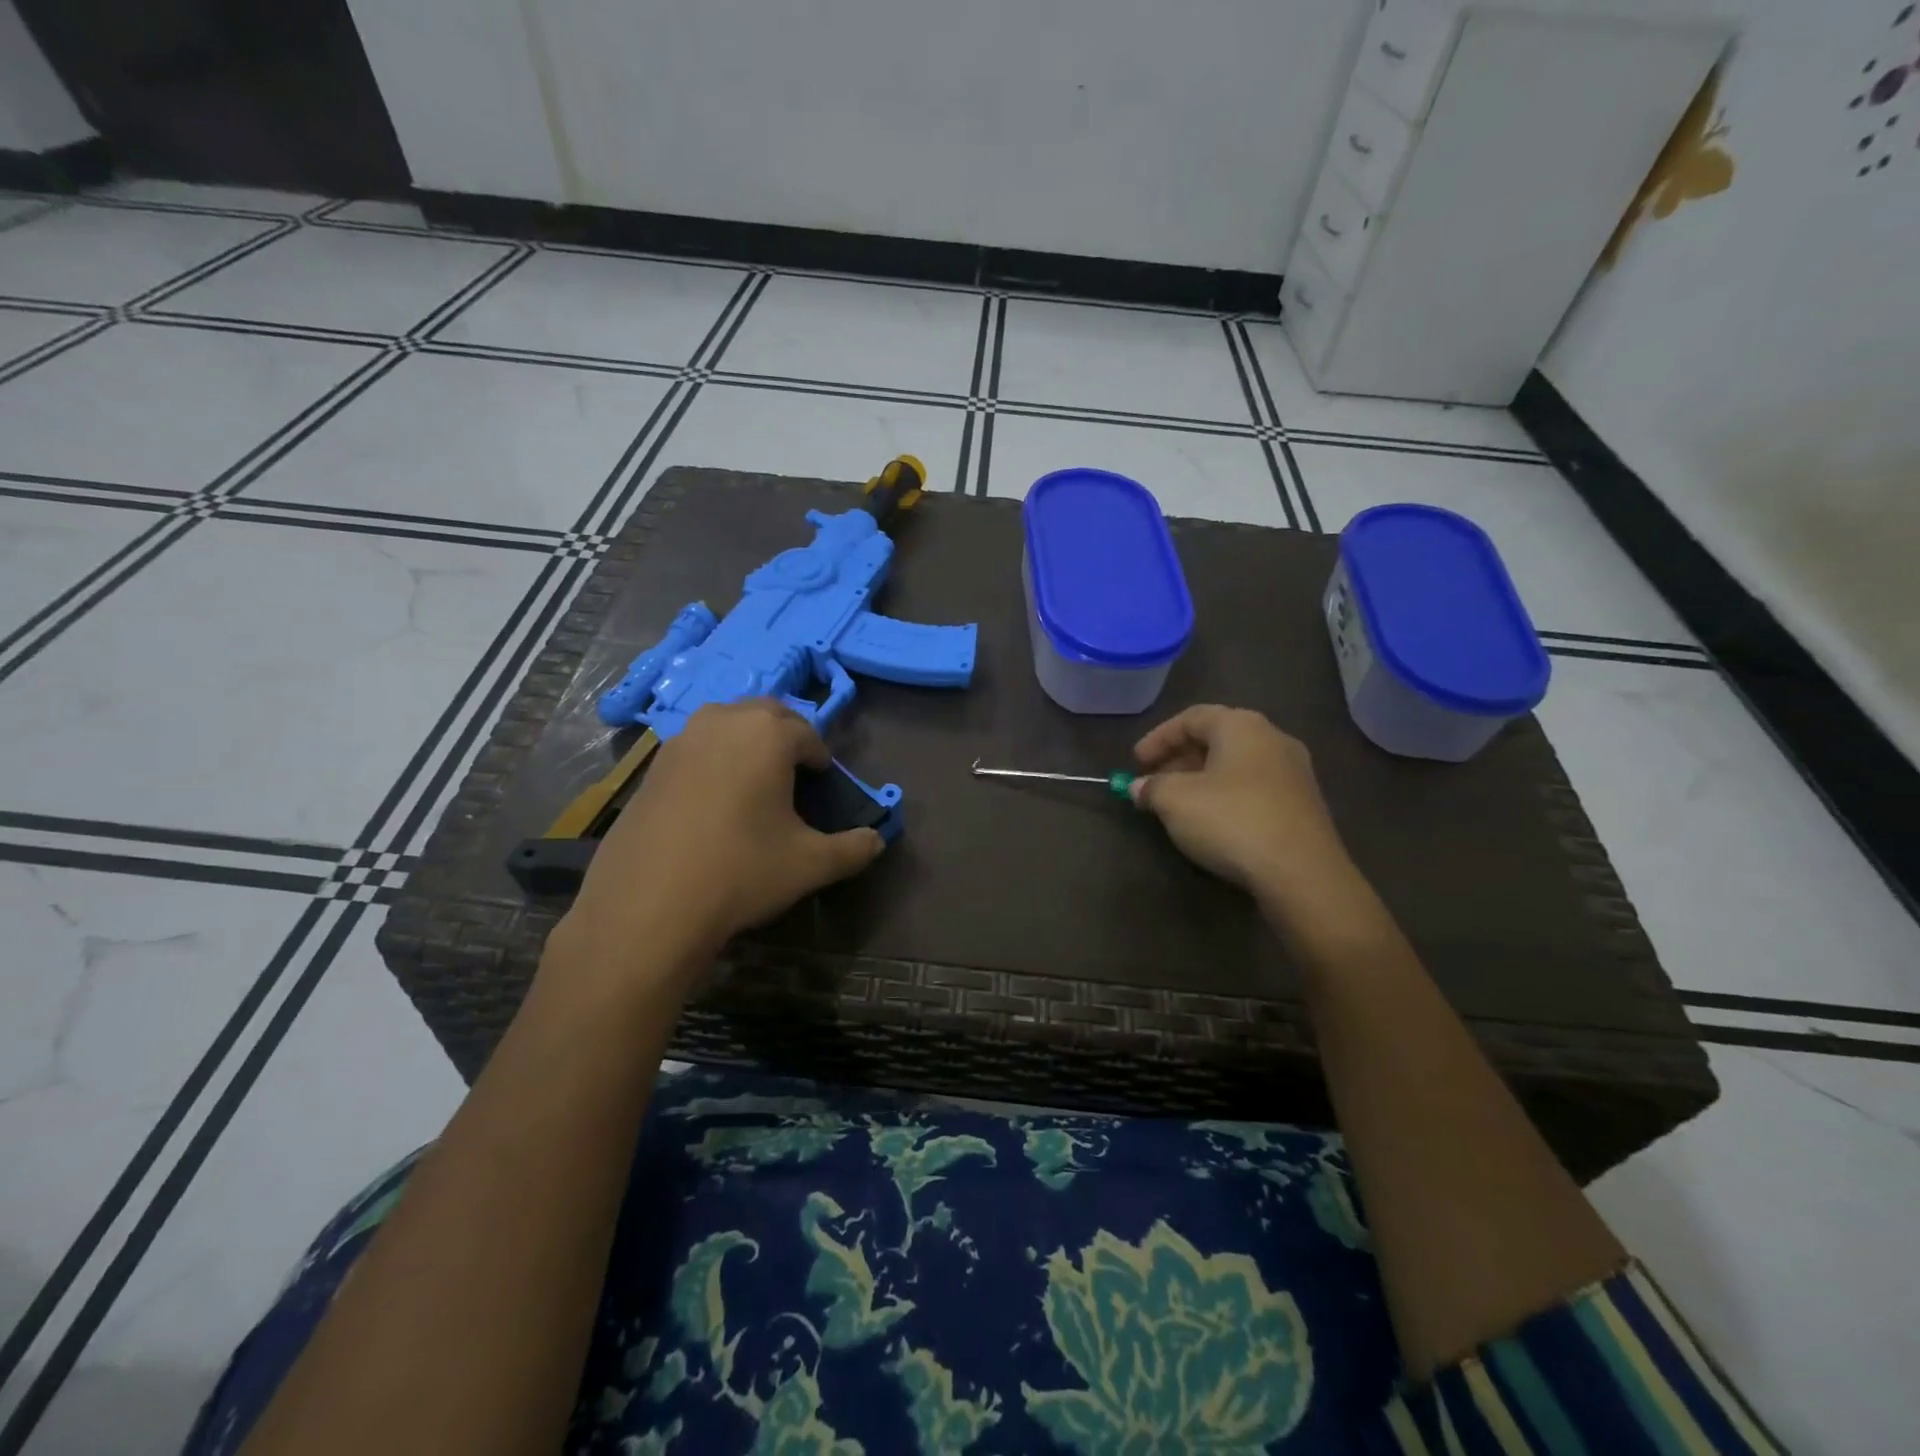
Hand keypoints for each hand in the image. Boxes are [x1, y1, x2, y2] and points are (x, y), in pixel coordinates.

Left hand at [562, 700, 884, 975]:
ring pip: (726, 722)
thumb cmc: (742, 871)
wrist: (649, 905)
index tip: (822, 784)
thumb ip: (853, 848)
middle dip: (787, 736)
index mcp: (768, 734)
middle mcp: (724, 721)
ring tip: (755, 781)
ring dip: (747, 739)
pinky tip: (713, 800)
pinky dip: (714, 757)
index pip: (808, 734)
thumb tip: (876, 842)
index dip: (821, 758)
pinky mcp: (652, 765)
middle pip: (766, 713)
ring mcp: (682, 740)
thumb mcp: (811, 864)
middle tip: (795, 774)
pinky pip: (696, 746)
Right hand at [1130, 705, 1355, 906]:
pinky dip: (1226, 796)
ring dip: (1202, 779)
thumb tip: (1139, 787)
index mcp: (1242, 725)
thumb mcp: (1175, 801)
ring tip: (1177, 804)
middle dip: (1179, 759)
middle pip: (1216, 738)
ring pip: (1236, 765)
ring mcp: (1294, 772)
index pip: (1191, 717)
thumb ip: (1151, 787)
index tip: (1135, 763)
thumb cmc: (1231, 821)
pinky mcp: (1303, 804)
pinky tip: (1211, 821)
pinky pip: (1254, 788)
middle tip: (1153, 783)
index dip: (1158, 738)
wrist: (1301, 873)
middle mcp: (1273, 738)